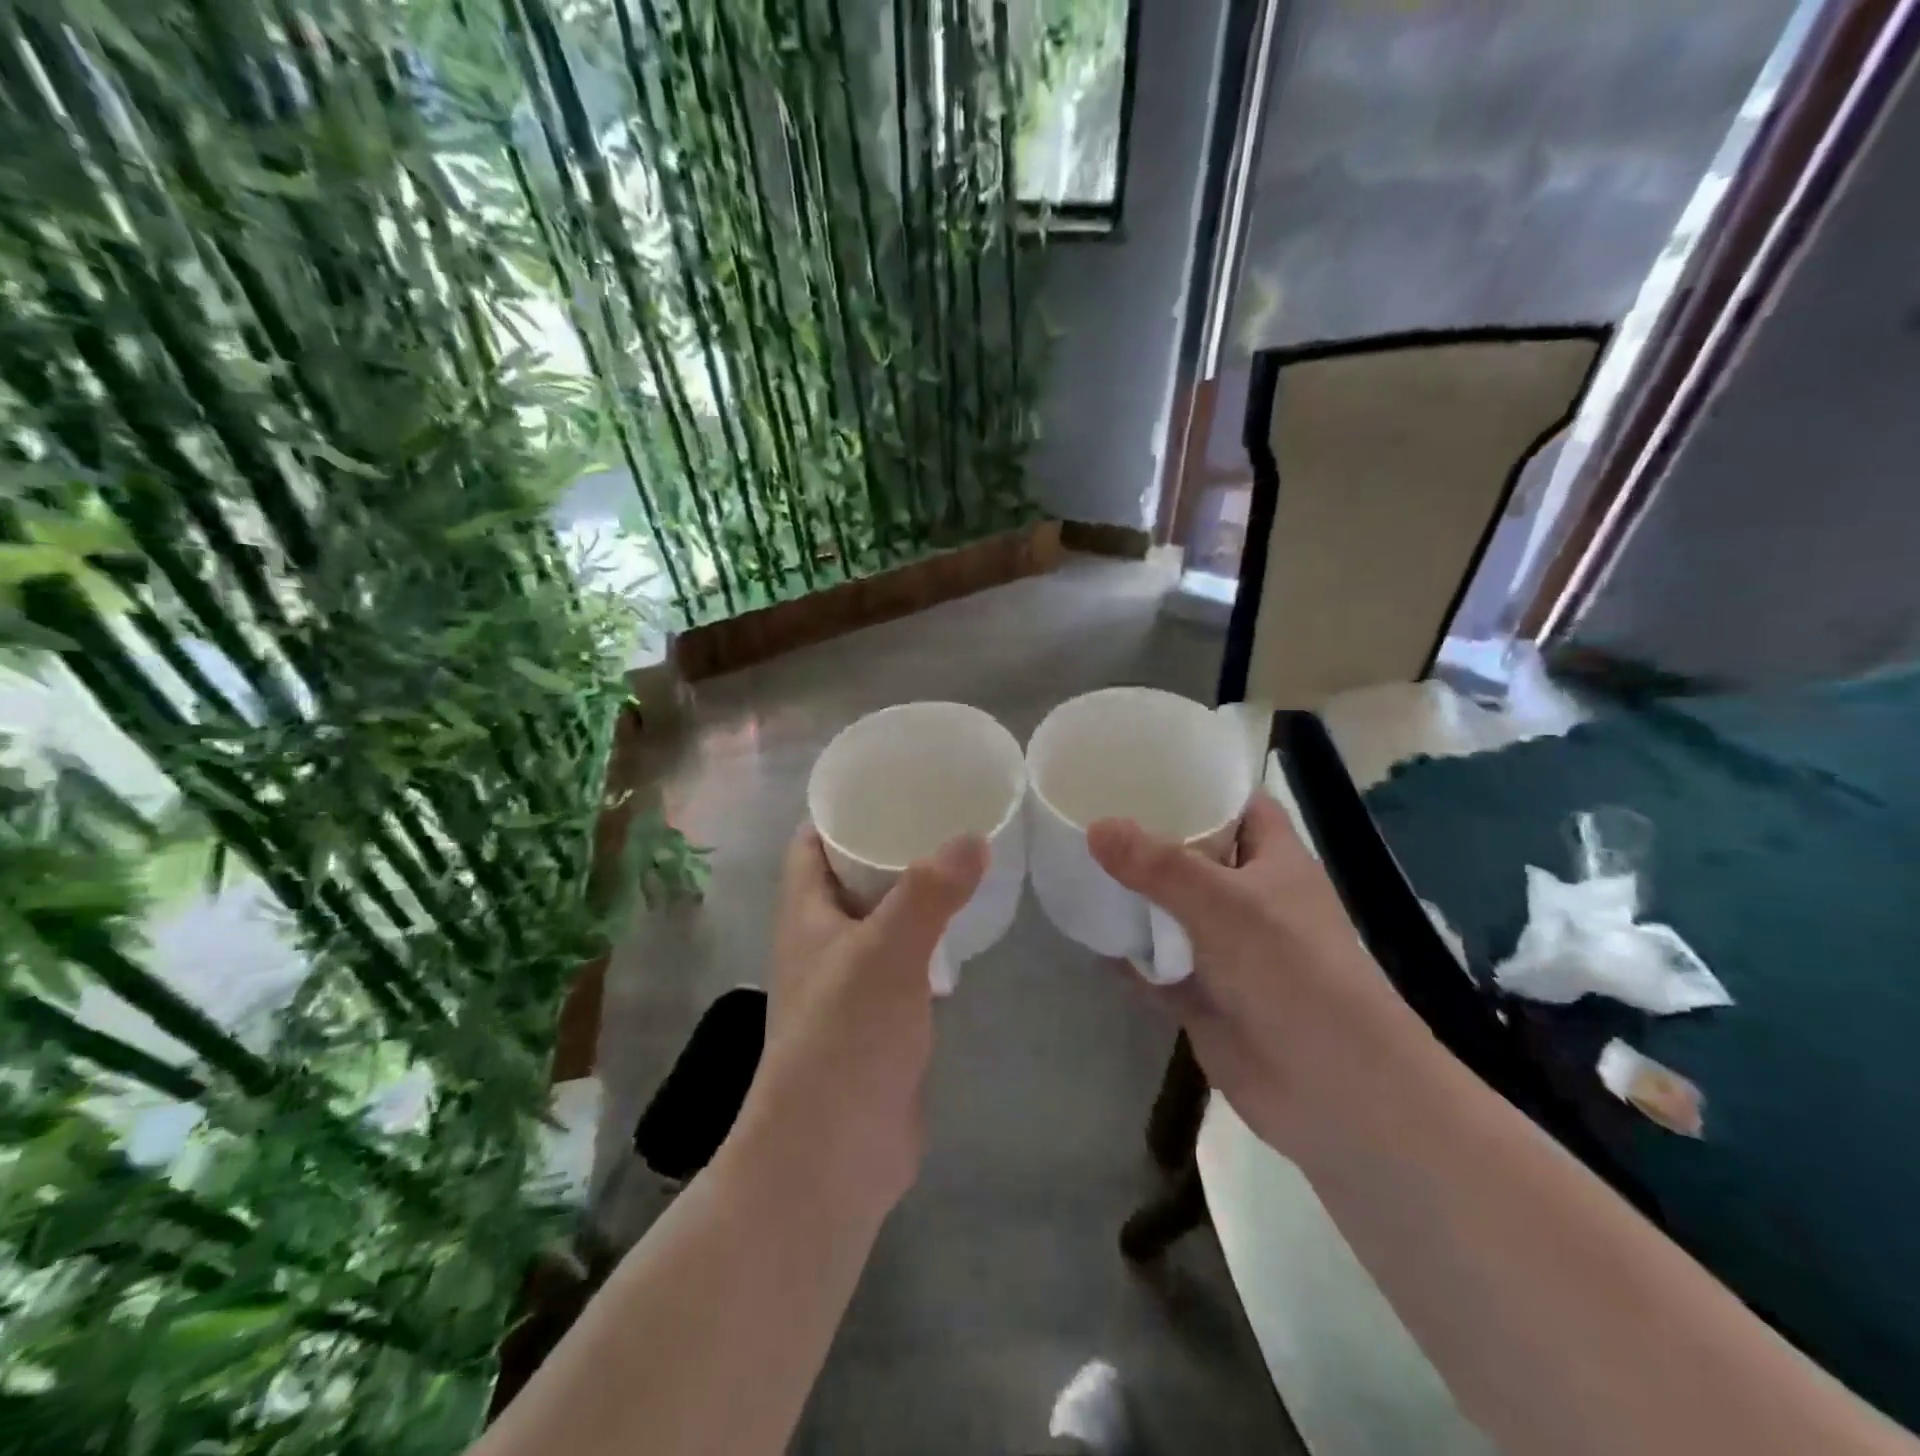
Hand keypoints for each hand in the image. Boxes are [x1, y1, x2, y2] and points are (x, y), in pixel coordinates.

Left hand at [732, 826, 986, 1218]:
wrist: (832, 1157)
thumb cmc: (843, 1040)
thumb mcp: (886, 954)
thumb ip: (929, 893)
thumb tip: (973, 837)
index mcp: (805, 914)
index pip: (810, 843)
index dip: (840, 810)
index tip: (888, 782)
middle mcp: (822, 941)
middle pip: (850, 875)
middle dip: (888, 844)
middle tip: (943, 813)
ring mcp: (851, 982)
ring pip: (882, 918)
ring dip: (913, 892)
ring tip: (962, 858)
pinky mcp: (881, 1018)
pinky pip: (906, 960)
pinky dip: (930, 938)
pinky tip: (966, 927)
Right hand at [1089, 794, 1433, 1157]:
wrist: (1332, 1089)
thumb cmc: (1292, 971)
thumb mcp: (1223, 903)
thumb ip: (1156, 865)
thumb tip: (1095, 827)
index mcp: (1273, 860)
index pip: (1237, 804)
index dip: (1198, 784)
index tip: (1140, 768)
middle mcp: (1249, 897)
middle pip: (1193, 855)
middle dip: (1147, 838)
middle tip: (1088, 810)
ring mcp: (1224, 948)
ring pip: (1170, 910)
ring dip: (1132, 895)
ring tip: (1075, 861)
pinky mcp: (1202, 994)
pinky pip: (1156, 962)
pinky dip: (1127, 952)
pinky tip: (1085, 931)